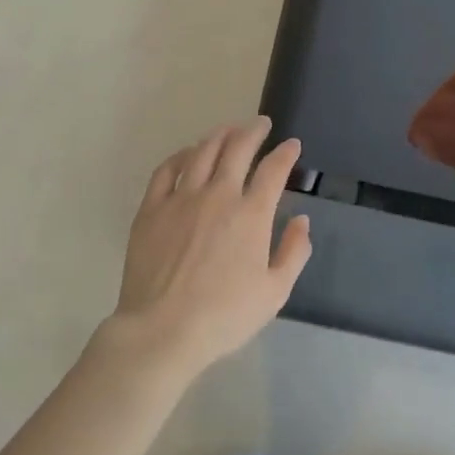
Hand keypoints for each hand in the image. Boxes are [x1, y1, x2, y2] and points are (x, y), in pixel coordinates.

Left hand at [108, 117, 310, 379]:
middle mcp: (219, 195)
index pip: (274, 170)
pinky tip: (189, 153)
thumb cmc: (225, 316)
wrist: (163, 330)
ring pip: (203, 151)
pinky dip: (182, 155)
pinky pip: (167, 169)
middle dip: (253, 131)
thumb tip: (302, 221)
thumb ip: (294, 252)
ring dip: (220, 135)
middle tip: (261, 124)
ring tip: (229, 130)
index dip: (286, 153)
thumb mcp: (275, 292)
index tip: (292, 145)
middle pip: (238, 149)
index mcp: (252, 214)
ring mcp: (182, 198)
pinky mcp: (152, 208)